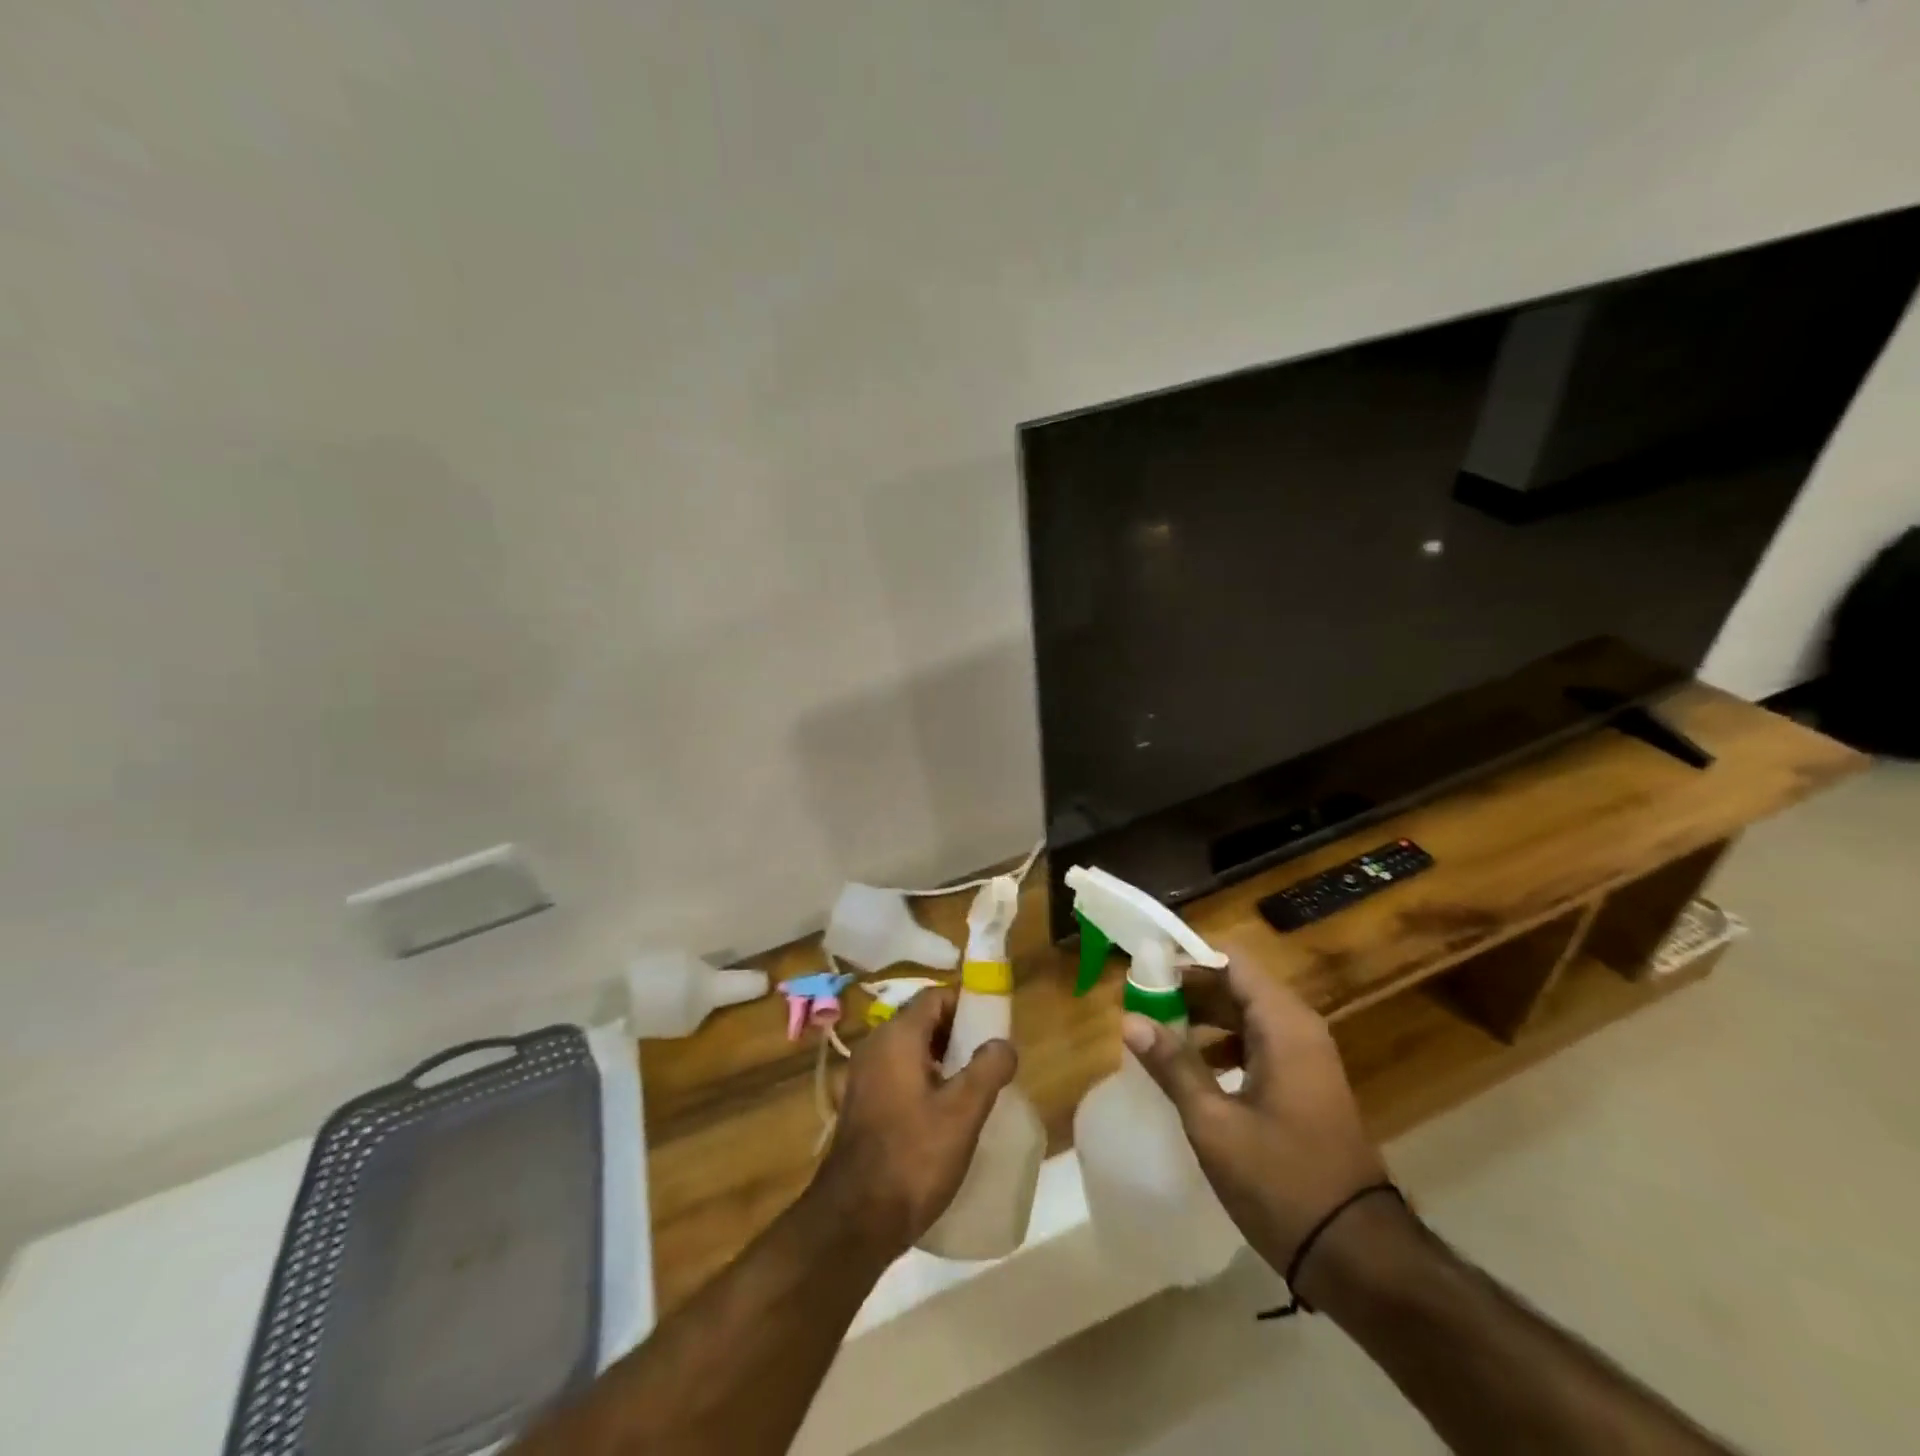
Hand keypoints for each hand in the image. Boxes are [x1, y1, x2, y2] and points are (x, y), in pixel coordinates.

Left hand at [809, 987, 1016, 1261]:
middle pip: (923, 1020)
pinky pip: (898, 1073)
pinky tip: (945, 1113)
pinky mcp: (862, 1103)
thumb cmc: (913, 1157)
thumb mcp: (963, 1112)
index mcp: (897, 1036)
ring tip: (974, 1087)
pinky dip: (923, 1079)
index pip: (936, 996)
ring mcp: (864, 1075)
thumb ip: (988, 1069)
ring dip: (942, 1059)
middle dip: (958, 1034)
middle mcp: (875, 1045)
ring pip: (911, 1049)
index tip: (995, 1026)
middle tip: (989, 1060)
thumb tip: (1003, 1043)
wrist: (855, 1220)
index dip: (967, 1004)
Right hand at [1120, 954, 1385, 1273]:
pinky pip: (1259, 1043)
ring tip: (1158, 1031)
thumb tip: (1130, 1019)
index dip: (1188, 960)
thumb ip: (1173, 1065)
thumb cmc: (1282, 1180)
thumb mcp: (1214, 1124)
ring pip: (1247, 1015)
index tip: (1146, 970)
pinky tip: (1192, 1069)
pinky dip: (1224, 1044)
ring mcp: (1307, 1058)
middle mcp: (1299, 1029)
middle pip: (1238, 985)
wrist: (1358, 1255)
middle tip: (1142, 1002)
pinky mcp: (1306, 1085)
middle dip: (1189, 990)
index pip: (1231, 962)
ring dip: (1204, 1017)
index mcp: (1283, 1025)